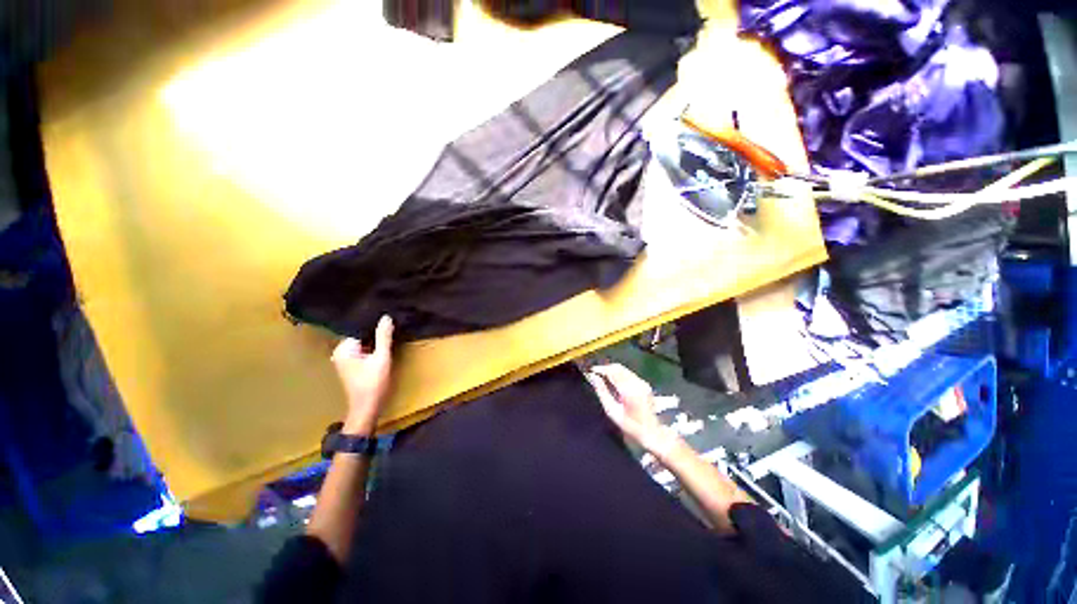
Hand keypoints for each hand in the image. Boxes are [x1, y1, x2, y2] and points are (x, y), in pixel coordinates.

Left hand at [332, 315, 393, 435]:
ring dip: (375, 341)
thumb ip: (383, 337)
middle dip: (375, 333)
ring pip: (363, 343)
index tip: (389, 321)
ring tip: (389, 335)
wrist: (367, 409)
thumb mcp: (382, 358)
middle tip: (392, 327)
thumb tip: (386, 317)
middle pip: (361, 336)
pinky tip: (383, 348)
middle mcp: (340, 352)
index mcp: (343, 349)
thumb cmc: (373, 384)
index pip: (360, 329)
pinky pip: (362, 351)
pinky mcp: (351, 366)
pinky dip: (372, 349)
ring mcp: (344, 360)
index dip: (375, 325)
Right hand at [586, 364, 677, 456]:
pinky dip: (619, 374)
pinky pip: (628, 373)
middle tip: (595, 374)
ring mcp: (642, 382)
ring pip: (623, 369)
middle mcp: (637, 383)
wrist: (652, 432)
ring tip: (602, 377)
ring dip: (612, 370)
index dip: (600, 369)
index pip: (612, 371)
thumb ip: (602, 392)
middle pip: (618, 367)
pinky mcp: (644, 383)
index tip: (591, 371)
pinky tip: (614, 382)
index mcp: (628, 390)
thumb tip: (592, 377)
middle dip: (605, 368)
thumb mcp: (612, 411)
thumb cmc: (630, 426)